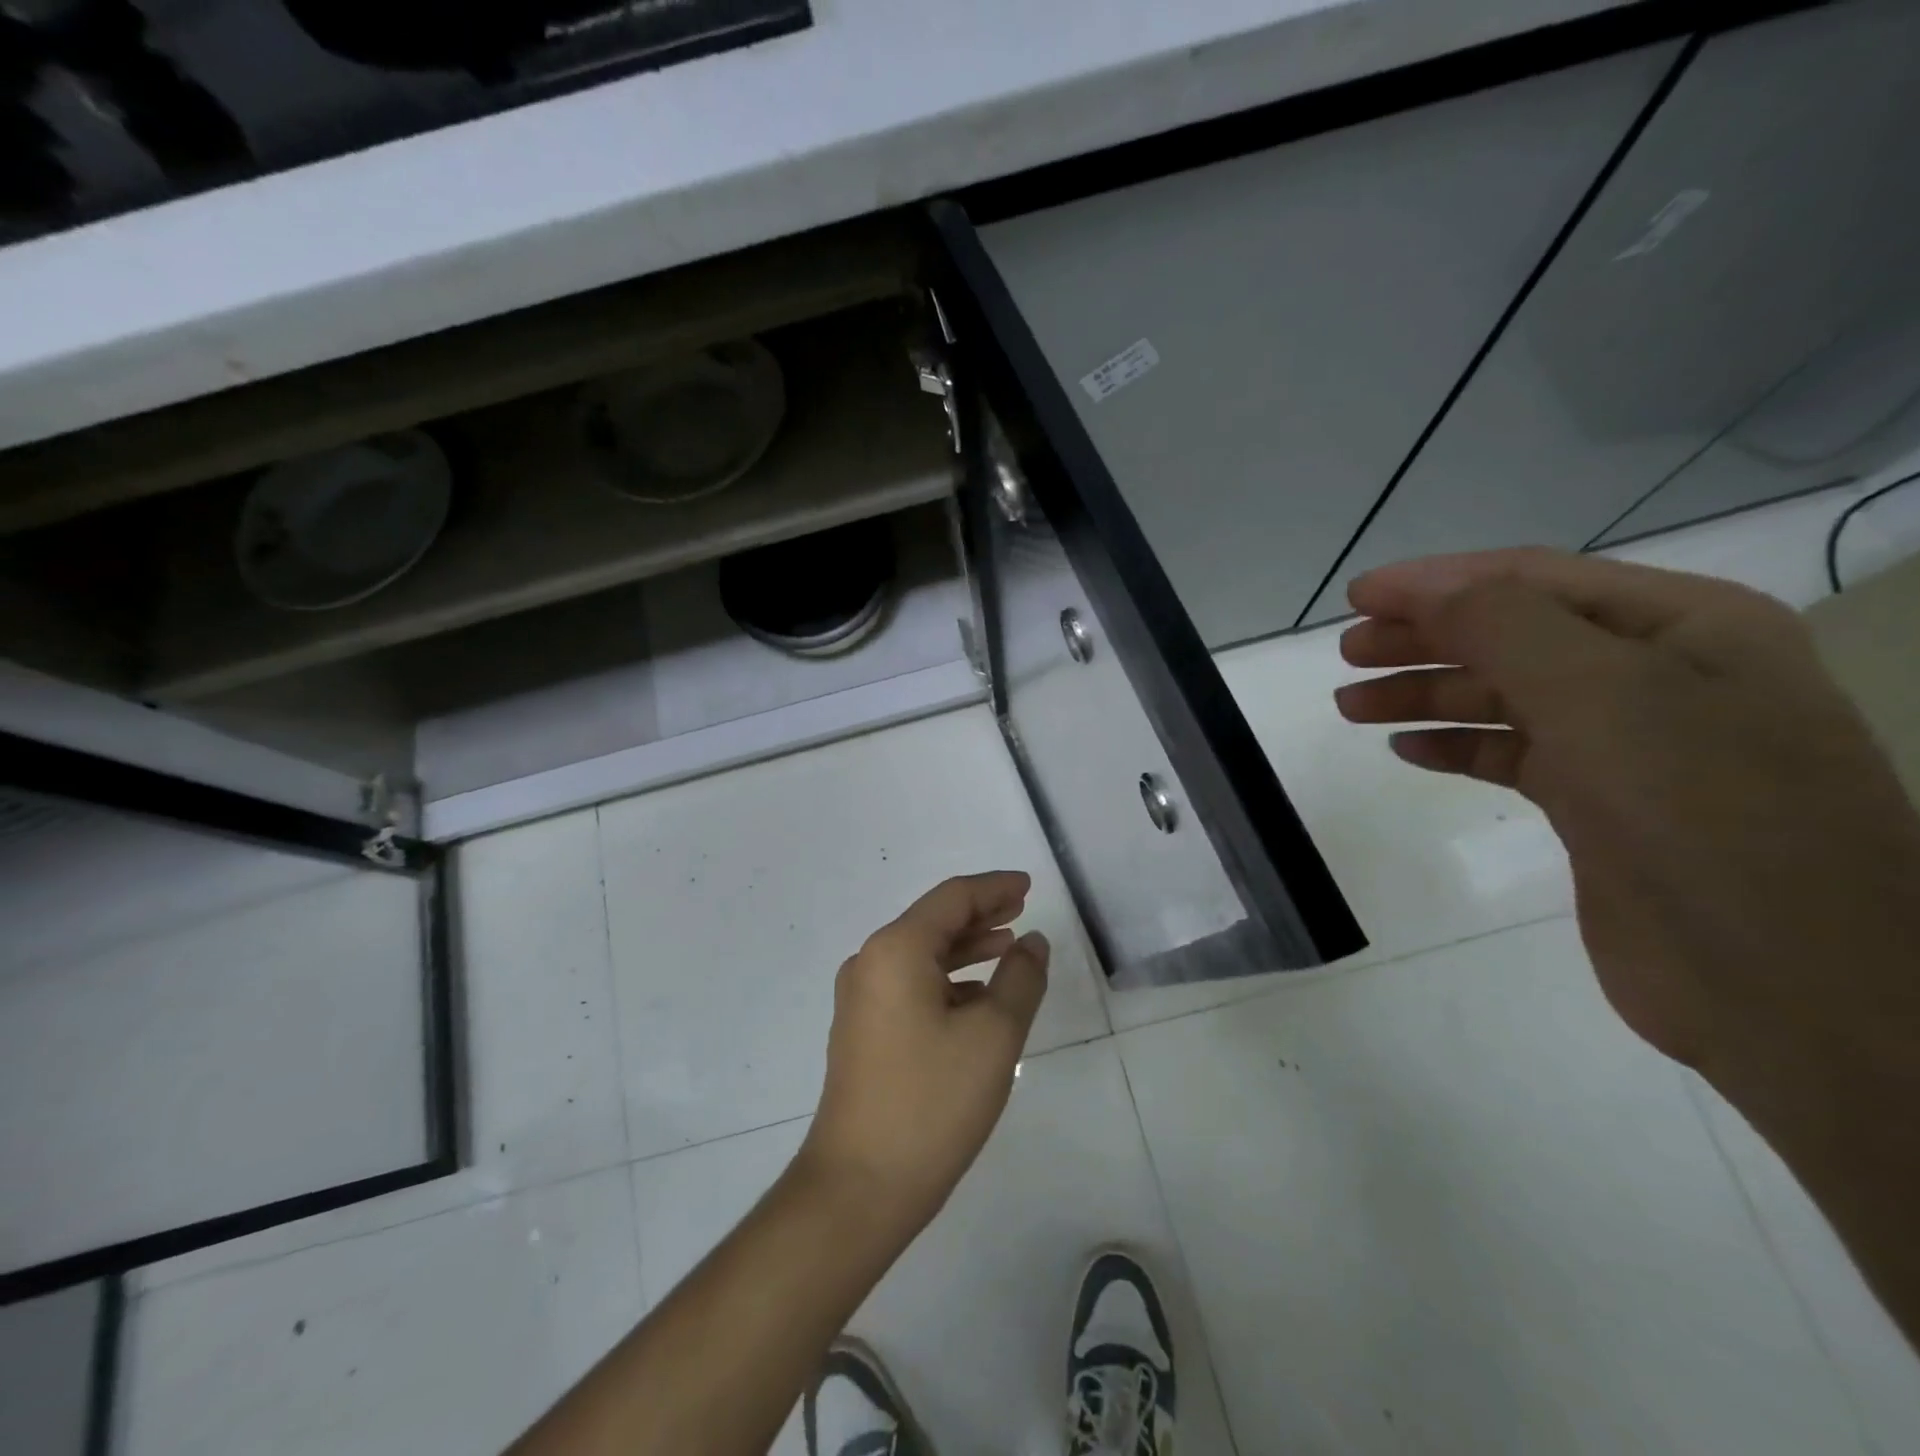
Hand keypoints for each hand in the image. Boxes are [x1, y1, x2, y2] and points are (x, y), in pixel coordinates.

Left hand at [795, 872, 1049, 1239]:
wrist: (859, 1186)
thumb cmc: (932, 1102)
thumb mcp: (993, 1036)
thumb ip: (1020, 978)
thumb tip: (1032, 942)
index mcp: (896, 949)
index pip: (952, 898)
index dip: (994, 888)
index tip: (1028, 886)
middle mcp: (871, 961)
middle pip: (933, 920)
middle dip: (980, 913)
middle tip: (1021, 909)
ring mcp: (861, 998)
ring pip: (922, 953)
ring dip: (965, 946)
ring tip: (1007, 945)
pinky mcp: (862, 1029)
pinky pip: (910, 983)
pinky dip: (947, 978)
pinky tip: (977, 995)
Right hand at [1332, 548, 1919, 1092]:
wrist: (1786, 981)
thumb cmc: (1700, 812)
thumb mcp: (1599, 692)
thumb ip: (1503, 626)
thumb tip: (1423, 592)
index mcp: (1683, 625)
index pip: (1533, 579)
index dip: (1437, 582)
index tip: (1357, 598)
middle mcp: (1659, 673)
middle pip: (1511, 635)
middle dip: (1423, 637)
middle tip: (1348, 653)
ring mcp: (1630, 744)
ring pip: (1504, 697)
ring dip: (1426, 694)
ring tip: (1351, 705)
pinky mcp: (1599, 806)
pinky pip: (1511, 755)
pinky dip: (1455, 746)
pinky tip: (1406, 750)